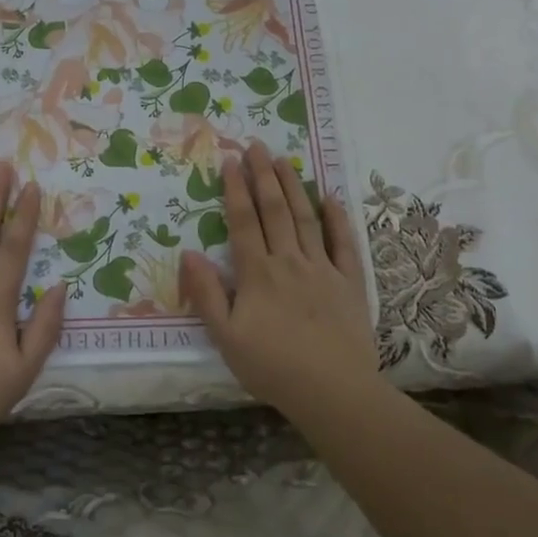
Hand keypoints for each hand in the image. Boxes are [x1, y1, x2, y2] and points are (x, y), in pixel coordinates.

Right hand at [178, 142, 379, 412]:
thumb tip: (188, 253)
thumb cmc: (272, 367)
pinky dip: (337, 219)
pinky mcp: (350, 282)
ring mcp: (323, 268)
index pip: (243, 221)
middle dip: (263, 175)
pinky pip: (344, 243)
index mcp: (257, 273)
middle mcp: (289, 261)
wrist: (332, 391)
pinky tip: (331, 198)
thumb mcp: (225, 337)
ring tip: (285, 160)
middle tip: (257, 145)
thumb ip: (206, 293)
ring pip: (305, 218)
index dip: (235, 189)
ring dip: (294, 186)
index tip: (230, 161)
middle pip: (274, 209)